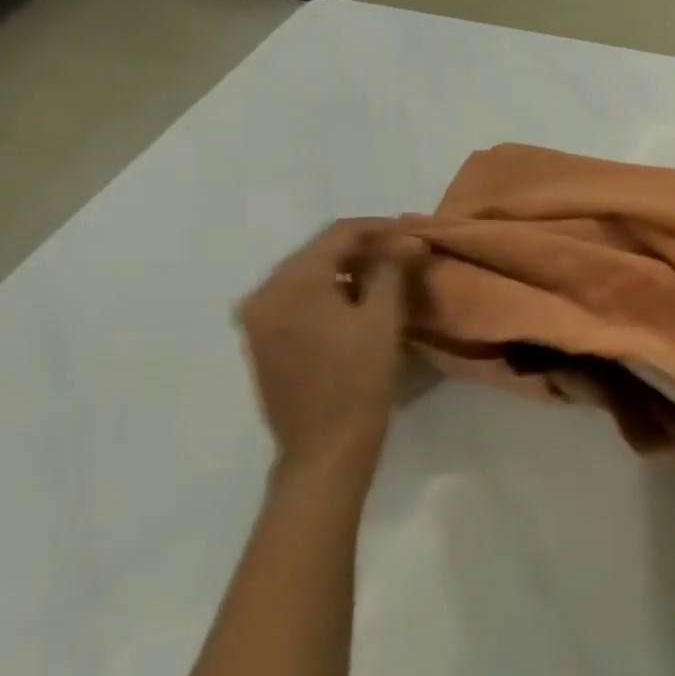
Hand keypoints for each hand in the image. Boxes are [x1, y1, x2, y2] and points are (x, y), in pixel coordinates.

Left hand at [236, 220, 423, 468]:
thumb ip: (392, 271)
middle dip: (365, 248)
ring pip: (308, 275)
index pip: (338, 234)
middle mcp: (263, 294)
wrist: (325, 447)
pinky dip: (331, 292)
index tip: (417, 232)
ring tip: (391, 277)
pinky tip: (361, 303)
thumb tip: (408, 239)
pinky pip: (299, 299)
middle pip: (318, 252)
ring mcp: (258, 319)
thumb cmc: (359, 381)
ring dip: (349, 270)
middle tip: (408, 254)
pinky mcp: (264, 341)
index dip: (381, 228)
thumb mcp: (383, 320)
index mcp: (289, 283)